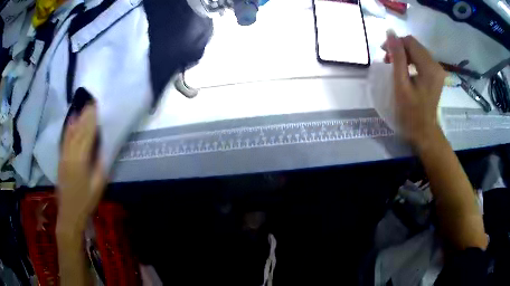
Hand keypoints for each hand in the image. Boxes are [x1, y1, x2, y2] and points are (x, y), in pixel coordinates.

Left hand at [57, 104, 105, 231]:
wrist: (69, 212)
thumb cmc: (86, 201)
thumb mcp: (98, 184)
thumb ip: (100, 163)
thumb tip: (103, 145)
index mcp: (80, 159)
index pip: (86, 133)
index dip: (91, 117)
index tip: (97, 103)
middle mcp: (70, 153)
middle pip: (78, 128)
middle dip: (85, 114)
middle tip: (93, 100)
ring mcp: (64, 154)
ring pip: (71, 131)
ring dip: (78, 117)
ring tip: (84, 106)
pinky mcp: (61, 157)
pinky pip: (65, 138)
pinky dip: (69, 126)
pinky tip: (72, 119)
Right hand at [383, 34, 446, 149]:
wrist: (424, 132)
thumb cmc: (410, 112)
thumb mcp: (401, 84)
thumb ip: (397, 57)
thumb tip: (390, 32)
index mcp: (429, 68)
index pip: (411, 42)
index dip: (396, 43)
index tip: (383, 53)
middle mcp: (437, 65)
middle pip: (415, 45)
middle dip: (399, 48)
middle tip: (387, 60)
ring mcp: (438, 70)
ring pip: (418, 51)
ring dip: (404, 54)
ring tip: (394, 65)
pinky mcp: (436, 75)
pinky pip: (422, 59)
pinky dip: (411, 60)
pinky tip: (405, 69)